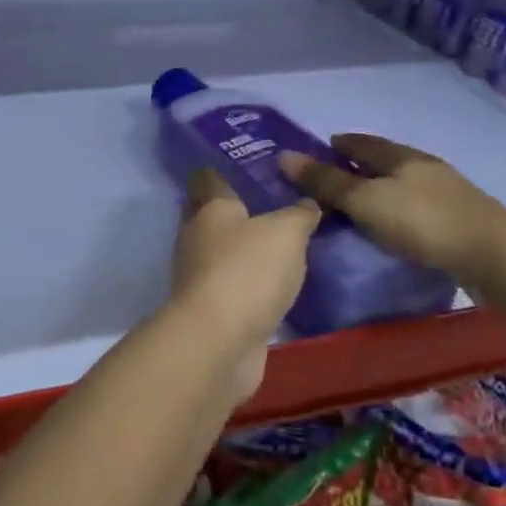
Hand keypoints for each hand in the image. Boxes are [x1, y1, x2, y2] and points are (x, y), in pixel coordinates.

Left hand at [167, 168, 318, 403]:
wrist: (219, 342)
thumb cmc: (247, 270)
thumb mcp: (286, 232)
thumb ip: (299, 214)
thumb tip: (308, 203)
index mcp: (209, 207)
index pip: (209, 176)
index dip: (226, 168)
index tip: (253, 163)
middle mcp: (197, 236)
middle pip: (215, 214)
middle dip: (241, 209)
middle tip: (280, 203)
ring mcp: (200, 274)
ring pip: (224, 250)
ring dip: (247, 248)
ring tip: (284, 243)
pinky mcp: (211, 308)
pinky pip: (233, 284)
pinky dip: (251, 282)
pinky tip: (277, 283)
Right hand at [280, 133, 505, 284]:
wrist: (496, 255)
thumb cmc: (422, 221)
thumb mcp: (365, 202)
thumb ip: (326, 182)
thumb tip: (284, 156)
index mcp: (401, 156)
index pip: (363, 142)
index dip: (341, 143)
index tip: (323, 146)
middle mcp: (425, 167)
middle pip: (386, 160)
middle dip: (361, 165)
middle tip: (337, 176)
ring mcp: (448, 192)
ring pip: (405, 183)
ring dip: (383, 188)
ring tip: (363, 203)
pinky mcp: (461, 219)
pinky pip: (419, 205)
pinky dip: (401, 208)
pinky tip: (396, 223)